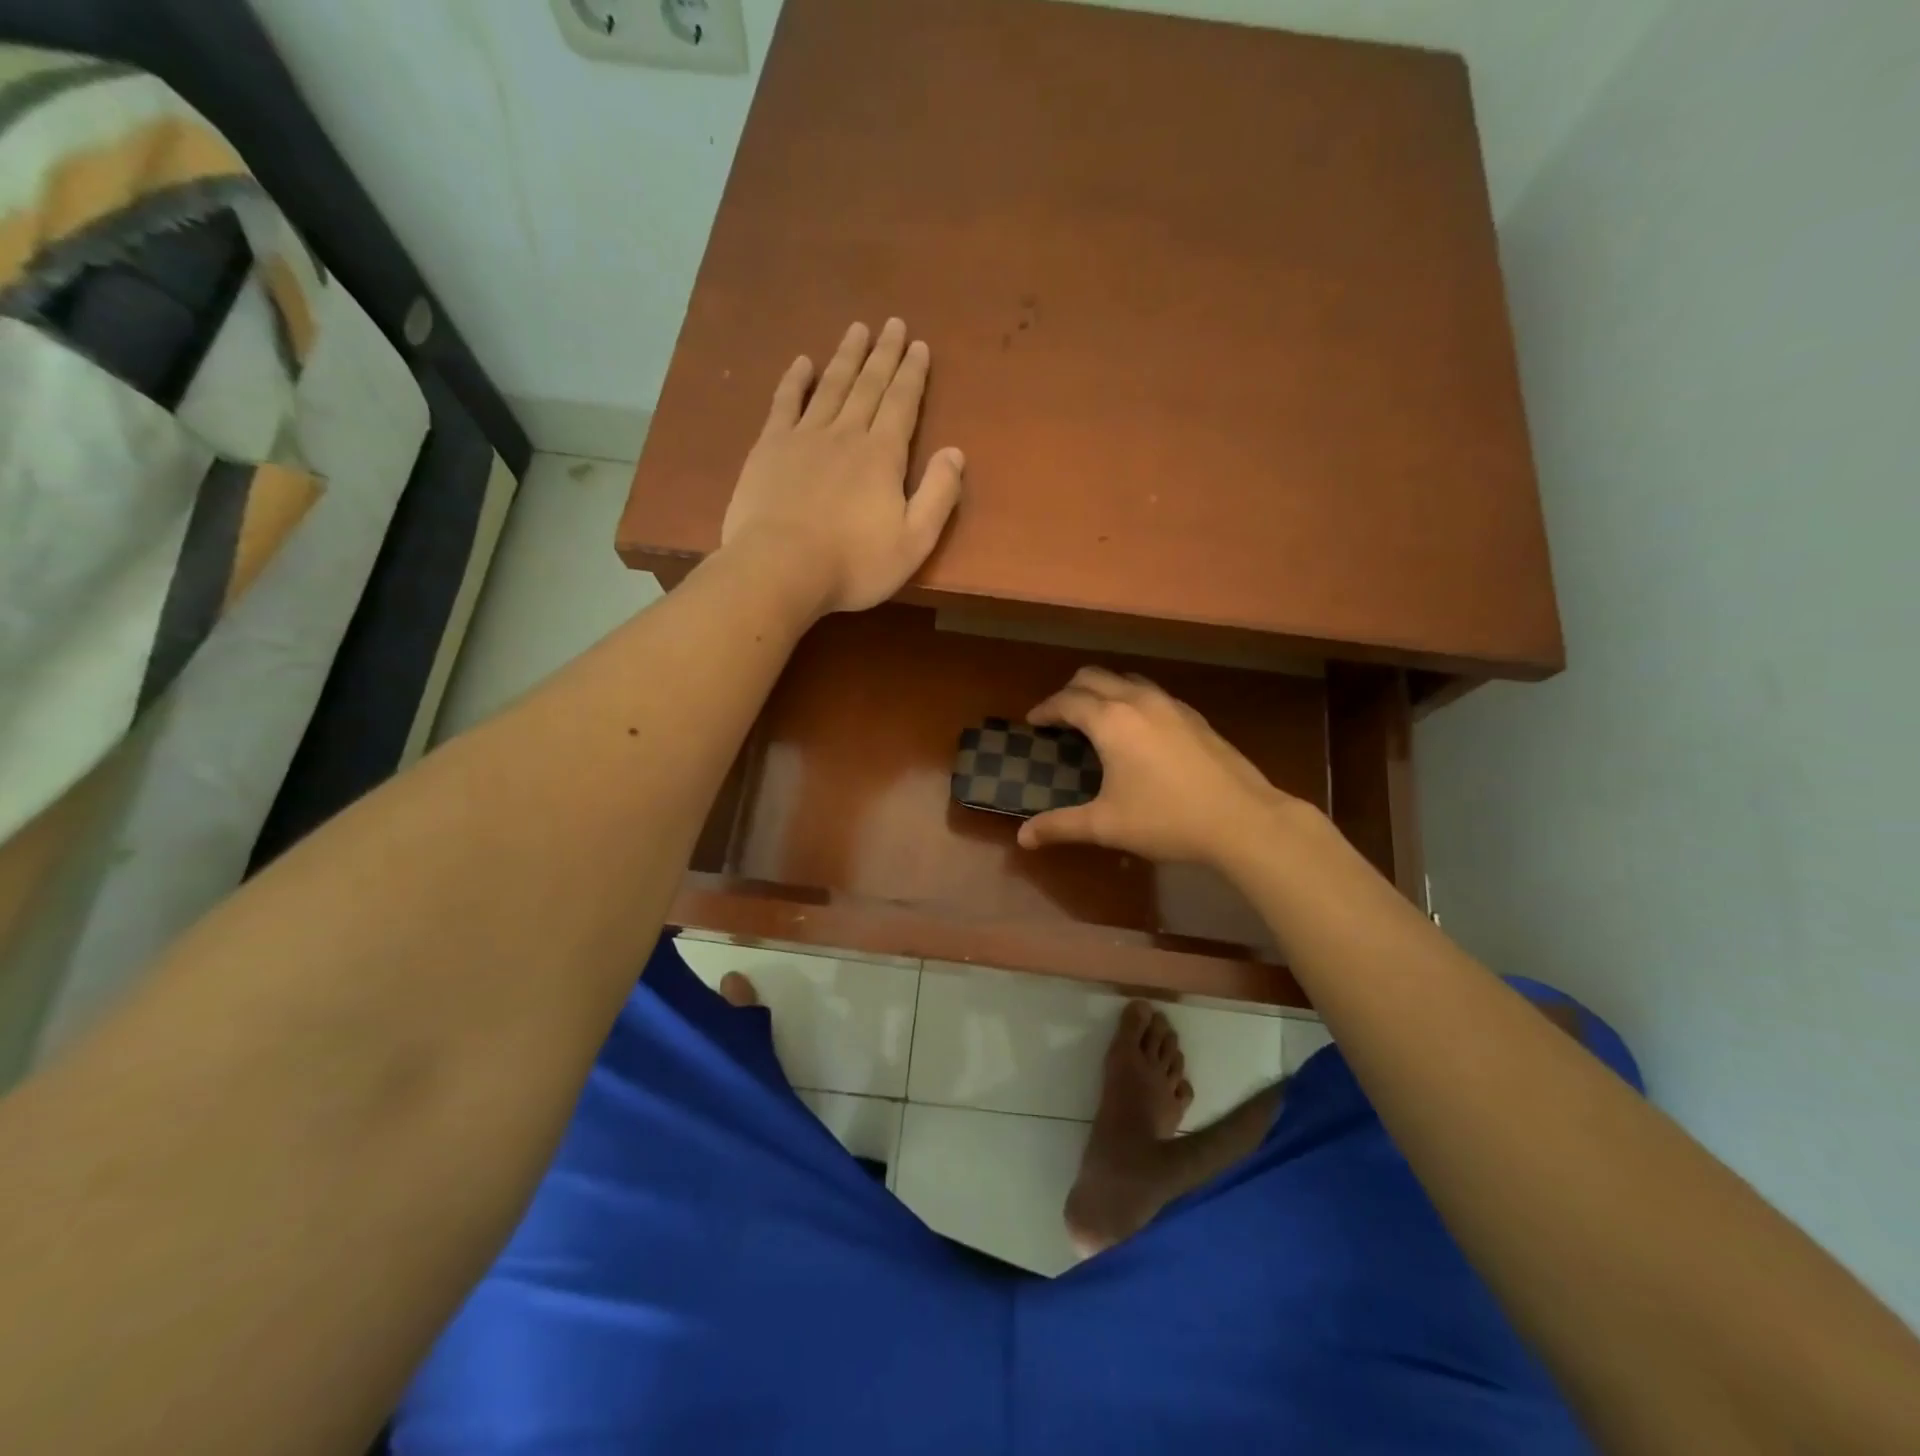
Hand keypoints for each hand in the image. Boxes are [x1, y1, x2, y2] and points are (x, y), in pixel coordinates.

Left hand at [721, 318, 965, 614]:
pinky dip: (794, 380)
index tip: (919, 346)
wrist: (780, 568)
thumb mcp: (913, 541)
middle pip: (869, 386)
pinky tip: (802, 362)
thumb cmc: (853, 564)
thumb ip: (938, 496)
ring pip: (830, 386)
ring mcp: (804, 437)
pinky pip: (784, 403)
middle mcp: (846, 434)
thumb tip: (955, 453)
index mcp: (882, 456)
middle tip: (893, 323)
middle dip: (884, 354)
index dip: (913, 374)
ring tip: (857, 330)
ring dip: (846, 357)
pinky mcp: (769, 448)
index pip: (903, 404)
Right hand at [1016, 668, 1300, 866]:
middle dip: (1070, 692)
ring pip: (1126, 679)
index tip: (1033, 722)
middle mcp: (1138, 701)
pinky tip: (1137, 731)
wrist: (1242, 819)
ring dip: (1103, 691)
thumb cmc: (1166, 819)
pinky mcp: (1193, 716)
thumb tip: (1023, 837)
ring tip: (1096, 719)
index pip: (1067, 701)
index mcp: (1111, 721)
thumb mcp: (1106, 825)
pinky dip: (1131, 700)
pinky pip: (1151, 693)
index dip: (1045, 709)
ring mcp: (1170, 705)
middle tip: (1060, 717)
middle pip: (1094, 677)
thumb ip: (1060, 826)